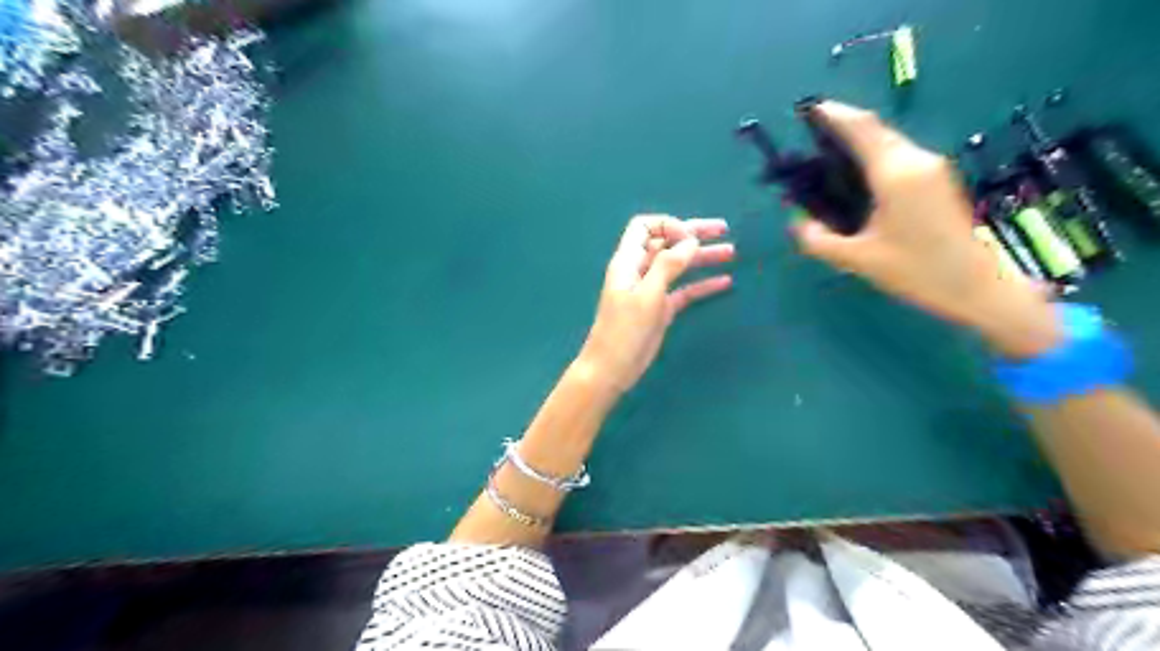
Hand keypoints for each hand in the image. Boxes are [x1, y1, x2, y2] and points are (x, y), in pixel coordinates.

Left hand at [580, 215, 730, 394]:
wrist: (612, 369)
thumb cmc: (624, 330)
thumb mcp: (647, 295)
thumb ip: (667, 265)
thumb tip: (690, 240)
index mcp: (628, 261)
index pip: (644, 227)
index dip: (668, 226)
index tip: (690, 238)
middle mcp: (640, 271)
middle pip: (667, 243)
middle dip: (693, 234)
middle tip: (723, 229)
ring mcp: (651, 290)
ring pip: (679, 266)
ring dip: (702, 258)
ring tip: (731, 252)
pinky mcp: (661, 309)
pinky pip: (684, 290)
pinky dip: (702, 285)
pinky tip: (725, 282)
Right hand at [794, 102, 1062, 358]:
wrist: (976, 286)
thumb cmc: (916, 272)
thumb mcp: (857, 260)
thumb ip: (819, 241)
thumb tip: (797, 222)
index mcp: (896, 174)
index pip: (862, 129)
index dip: (834, 115)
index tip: (809, 109)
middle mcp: (917, 161)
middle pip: (876, 131)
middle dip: (843, 128)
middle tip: (811, 139)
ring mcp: (933, 168)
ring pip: (889, 143)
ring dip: (859, 143)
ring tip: (828, 158)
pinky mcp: (939, 180)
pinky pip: (899, 156)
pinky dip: (874, 157)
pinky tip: (857, 178)